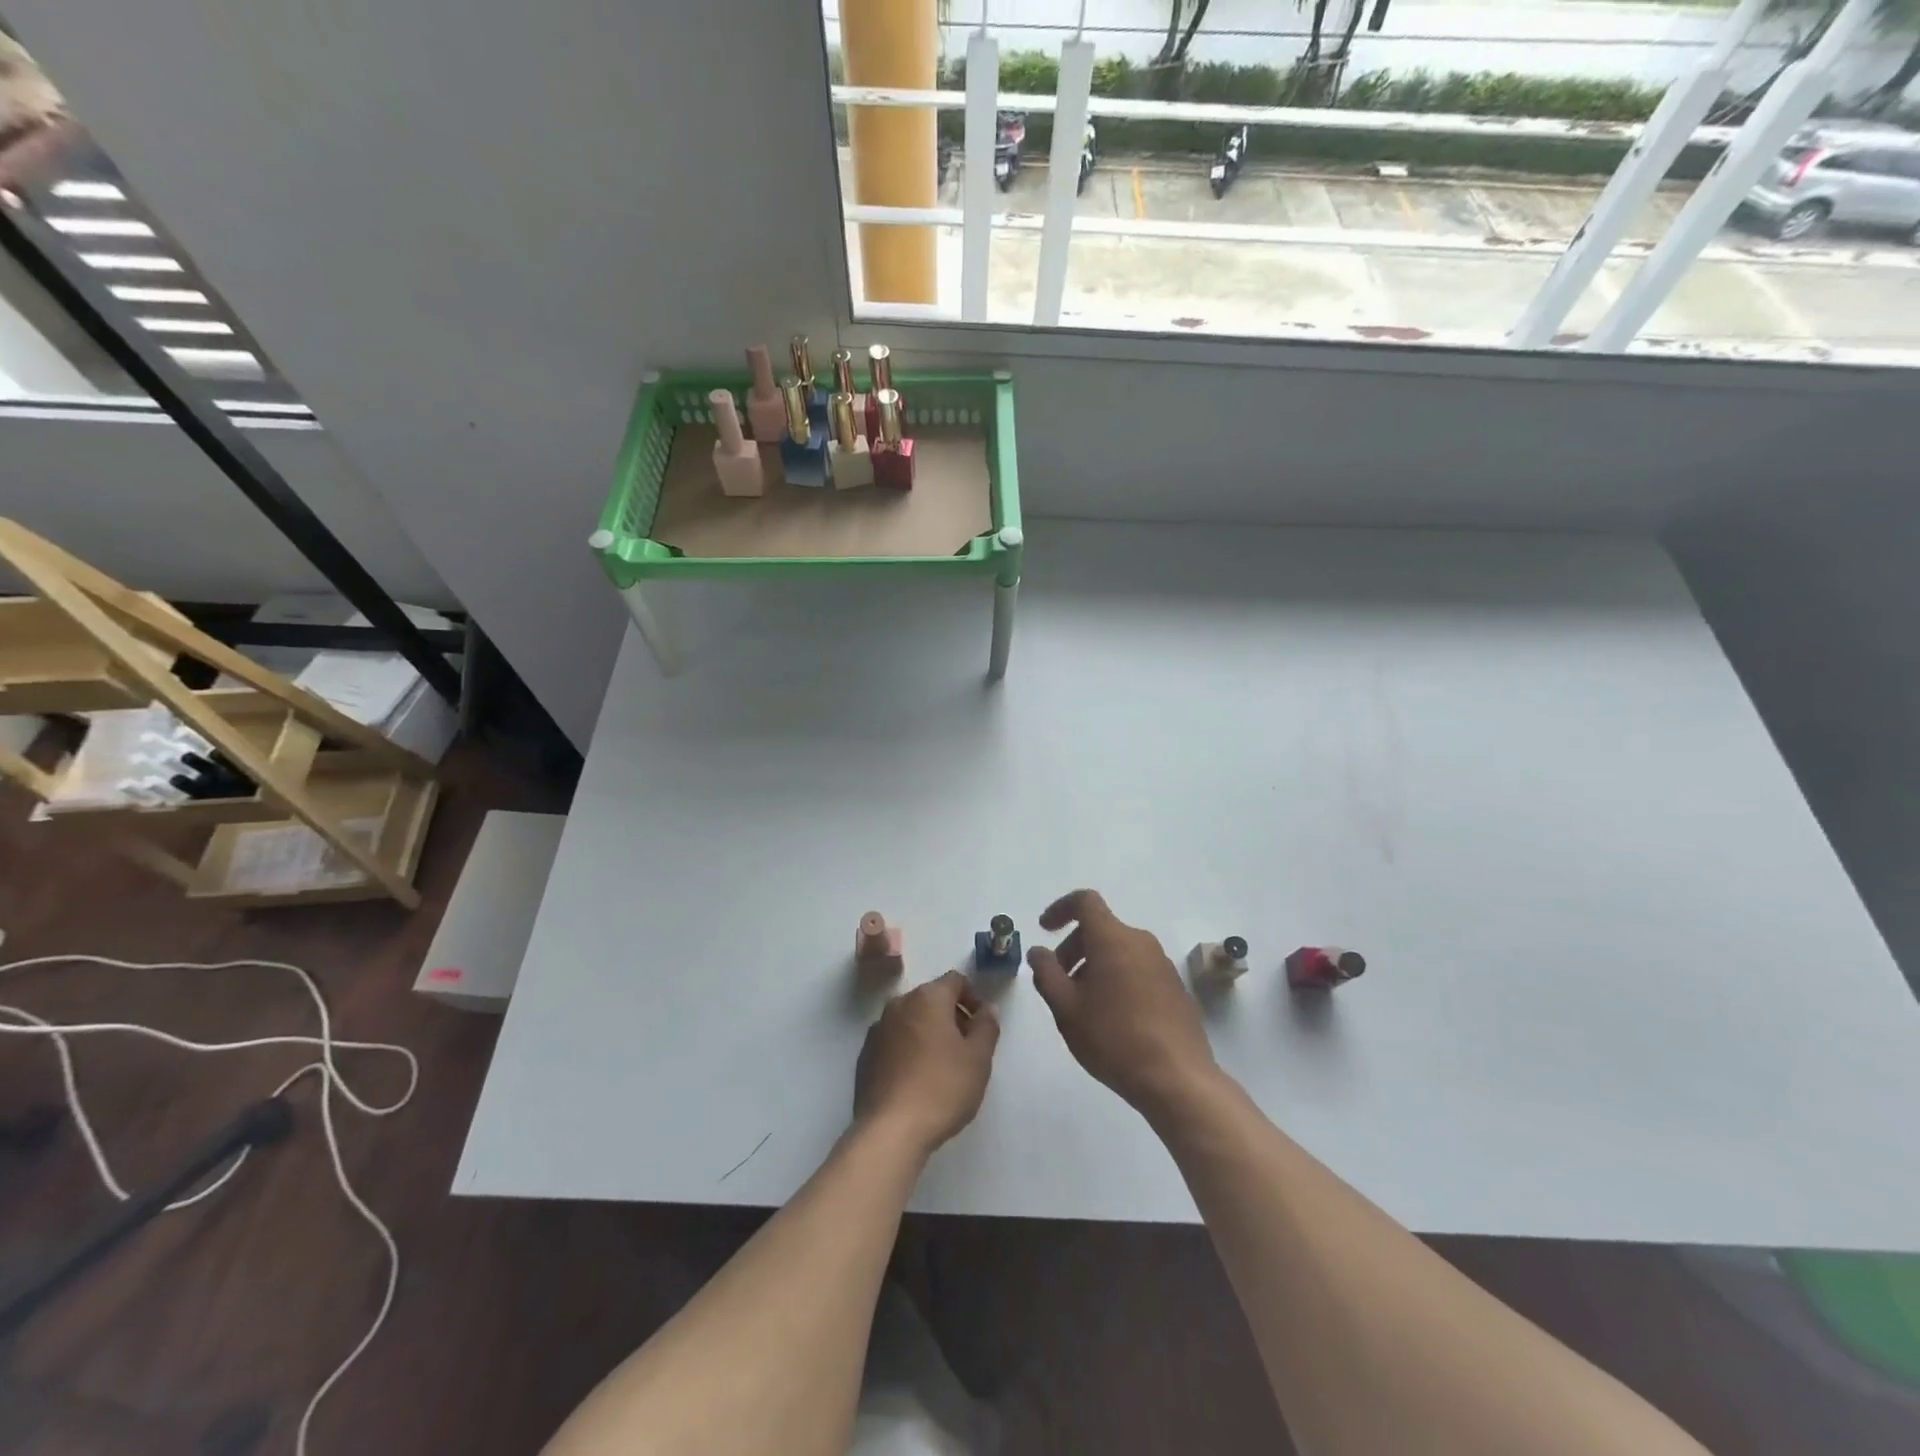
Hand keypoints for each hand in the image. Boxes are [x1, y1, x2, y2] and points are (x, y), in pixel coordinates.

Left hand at [854, 970, 999, 1157]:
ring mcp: (878, 1029)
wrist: (890, 1130)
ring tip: (943, 1066)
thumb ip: (987, 1026)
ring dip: (929, 1032)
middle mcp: (899, 1004)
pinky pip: (894, 1041)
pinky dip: (908, 1049)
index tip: (982, 1025)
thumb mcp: (978, 1058)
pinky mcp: (865, 1056)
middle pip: (931, 999)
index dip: (973, 997)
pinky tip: (917, 1080)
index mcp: (927, 998)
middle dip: (952, 1016)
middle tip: (967, 1048)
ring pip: (911, 1020)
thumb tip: (987, 1009)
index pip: (955, 981)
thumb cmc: (942, 1088)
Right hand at [1028, 889, 1218, 1117]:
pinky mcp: (1175, 987)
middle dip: (1073, 946)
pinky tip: (1111, 1017)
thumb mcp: (1065, 1008)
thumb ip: (1046, 973)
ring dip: (1094, 965)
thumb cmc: (1112, 1037)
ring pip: (1119, 950)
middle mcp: (1140, 941)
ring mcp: (1162, 964)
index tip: (1044, 930)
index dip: (1060, 909)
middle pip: (1100, 928)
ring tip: (1082, 1004)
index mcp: (1112, 938)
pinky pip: (1137, 968)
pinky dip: (1117, 978)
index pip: (1085, 902)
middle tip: (1058, 981)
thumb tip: (1039, 951)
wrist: (1176, 1078)